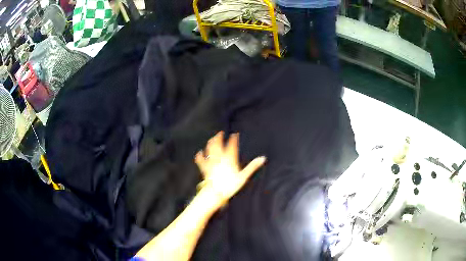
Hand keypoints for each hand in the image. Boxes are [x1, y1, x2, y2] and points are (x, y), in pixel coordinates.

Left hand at [195, 131, 265, 205]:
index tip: (234, 134)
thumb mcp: (244, 176)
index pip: (232, 146)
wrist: (217, 192)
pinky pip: (201, 161)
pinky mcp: (205, 169)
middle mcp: (220, 159)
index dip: (233, 139)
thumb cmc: (230, 185)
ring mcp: (211, 163)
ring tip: (211, 139)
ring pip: (210, 150)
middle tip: (220, 133)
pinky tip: (199, 152)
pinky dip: (199, 156)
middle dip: (218, 138)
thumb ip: (252, 166)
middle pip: (218, 145)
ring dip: (210, 143)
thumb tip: (263, 158)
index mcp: (229, 159)